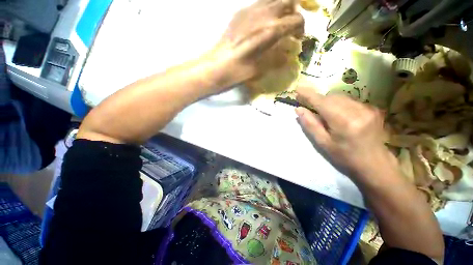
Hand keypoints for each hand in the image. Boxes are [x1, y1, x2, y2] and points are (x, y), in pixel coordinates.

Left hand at [210, 0, 303, 86]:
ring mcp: (250, 10)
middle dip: (294, 12)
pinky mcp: (240, 12)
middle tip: (290, 26)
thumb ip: (278, 59)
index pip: (297, 20)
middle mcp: (264, 14)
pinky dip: (266, 10)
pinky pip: (259, 3)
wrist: (218, 66)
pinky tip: (261, 23)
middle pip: (288, 1)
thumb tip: (287, 55)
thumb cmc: (240, 71)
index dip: (301, 29)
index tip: (297, 38)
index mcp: (271, 30)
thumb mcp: (263, 69)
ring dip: (280, 8)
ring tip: (277, 22)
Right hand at [295, 85, 395, 177]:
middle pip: (331, 97)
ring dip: (328, 102)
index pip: (322, 102)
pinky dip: (339, 104)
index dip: (309, 94)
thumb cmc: (345, 156)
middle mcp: (358, 111)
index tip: (297, 89)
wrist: (374, 163)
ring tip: (324, 114)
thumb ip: (310, 124)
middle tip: (308, 106)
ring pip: (340, 97)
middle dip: (318, 100)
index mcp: (344, 122)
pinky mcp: (372, 108)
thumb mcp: (323, 143)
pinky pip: (349, 100)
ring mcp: (367, 108)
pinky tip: (339, 116)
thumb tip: (299, 109)